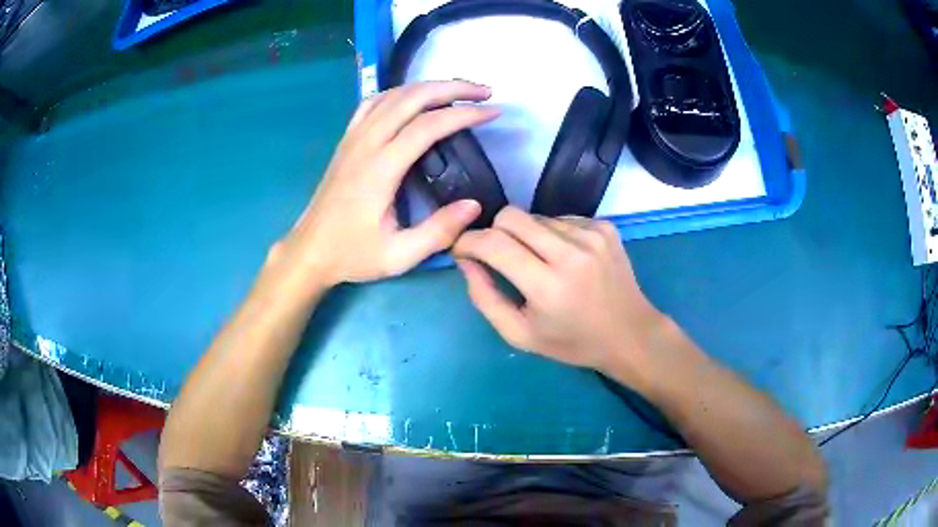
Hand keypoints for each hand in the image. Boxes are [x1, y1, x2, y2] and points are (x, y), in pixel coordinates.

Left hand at [272, 81, 498, 290]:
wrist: (309, 250)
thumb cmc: (352, 254)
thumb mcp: (399, 256)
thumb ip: (438, 232)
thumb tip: (474, 205)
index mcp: (380, 169)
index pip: (428, 126)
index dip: (464, 114)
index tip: (493, 112)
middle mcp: (366, 143)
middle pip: (412, 97)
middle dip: (453, 87)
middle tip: (484, 92)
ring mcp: (354, 138)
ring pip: (393, 94)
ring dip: (429, 86)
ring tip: (458, 90)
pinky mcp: (347, 140)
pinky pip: (373, 103)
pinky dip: (400, 93)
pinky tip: (415, 98)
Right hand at [453, 206, 670, 386]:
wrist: (630, 333)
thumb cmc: (572, 342)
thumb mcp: (520, 335)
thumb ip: (485, 298)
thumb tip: (466, 261)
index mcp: (548, 286)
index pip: (494, 243)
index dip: (468, 241)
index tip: (462, 250)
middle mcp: (571, 253)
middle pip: (512, 216)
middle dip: (494, 231)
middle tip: (498, 255)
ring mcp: (592, 235)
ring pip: (536, 216)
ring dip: (526, 236)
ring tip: (539, 263)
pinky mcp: (605, 227)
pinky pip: (561, 218)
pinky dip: (552, 234)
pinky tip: (564, 258)